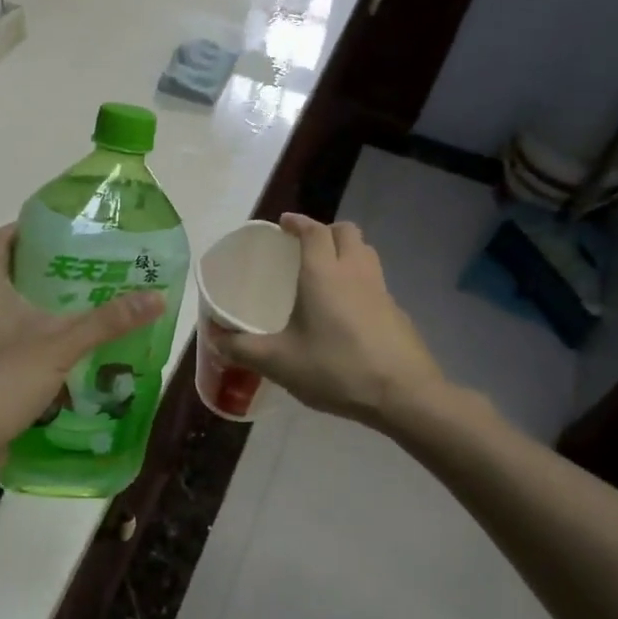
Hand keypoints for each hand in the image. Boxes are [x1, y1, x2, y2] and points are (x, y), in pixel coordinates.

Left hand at [0, 224, 164, 470]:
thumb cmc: (2, 380)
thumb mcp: (60, 345)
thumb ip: (107, 321)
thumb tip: (155, 296)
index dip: (26, 227)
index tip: (63, 229)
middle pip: (7, 271)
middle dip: (45, 266)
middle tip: (87, 266)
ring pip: (10, 307)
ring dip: (41, 303)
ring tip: (84, 303)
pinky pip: (10, 337)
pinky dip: (36, 334)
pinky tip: (67, 347)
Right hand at [213, 213, 441, 425]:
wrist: (403, 395)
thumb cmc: (336, 369)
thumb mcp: (278, 362)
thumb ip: (242, 348)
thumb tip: (214, 336)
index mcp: (323, 274)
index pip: (313, 231)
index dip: (297, 223)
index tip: (283, 224)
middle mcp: (354, 272)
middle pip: (346, 232)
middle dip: (325, 231)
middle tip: (304, 248)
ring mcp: (381, 290)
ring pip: (365, 253)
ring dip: (346, 251)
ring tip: (325, 273)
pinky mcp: (397, 312)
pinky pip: (375, 281)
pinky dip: (359, 281)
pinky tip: (346, 311)